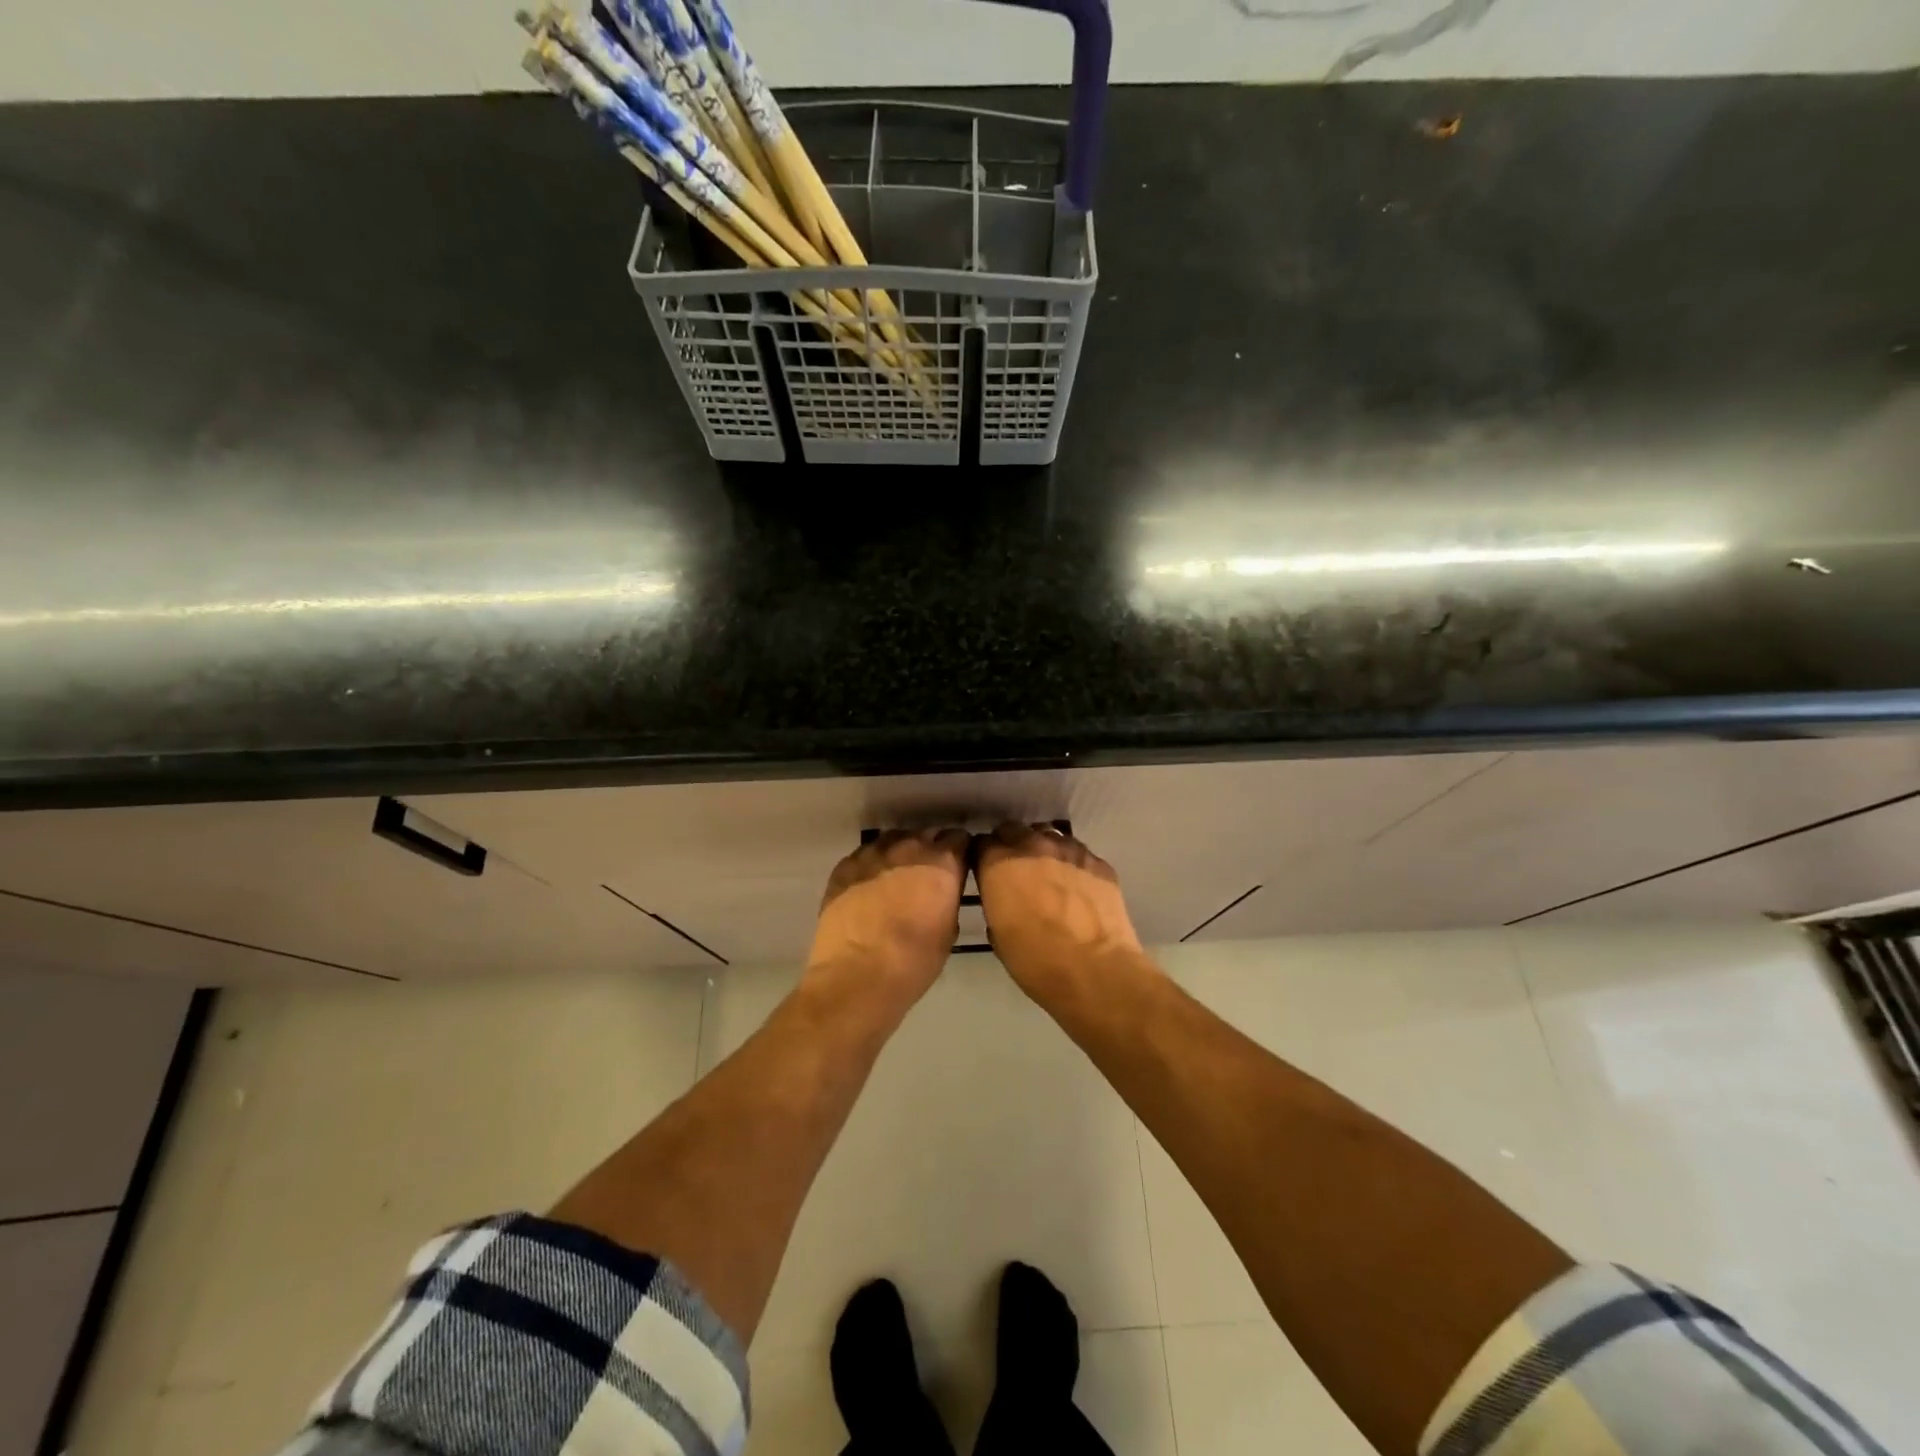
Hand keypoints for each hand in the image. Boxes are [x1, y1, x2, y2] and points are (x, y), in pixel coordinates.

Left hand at [806, 828, 969, 1002]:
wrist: (856, 975)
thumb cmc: (914, 961)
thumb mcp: (949, 931)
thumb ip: (948, 899)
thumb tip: (942, 892)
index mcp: (942, 863)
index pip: (959, 839)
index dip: (960, 852)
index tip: (958, 866)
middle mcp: (909, 847)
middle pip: (926, 835)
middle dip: (930, 850)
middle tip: (928, 875)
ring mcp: (873, 853)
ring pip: (893, 840)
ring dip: (900, 853)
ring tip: (897, 877)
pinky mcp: (845, 865)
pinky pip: (865, 855)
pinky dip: (872, 865)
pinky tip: (869, 886)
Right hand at [974, 822, 1147, 1001]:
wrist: (1095, 970)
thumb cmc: (1036, 960)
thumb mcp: (998, 933)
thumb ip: (995, 902)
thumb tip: (1002, 897)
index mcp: (999, 863)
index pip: (981, 843)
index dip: (983, 857)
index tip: (986, 871)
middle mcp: (1032, 845)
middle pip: (1013, 830)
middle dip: (1010, 846)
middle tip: (1015, 871)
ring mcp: (1069, 849)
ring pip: (1048, 835)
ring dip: (1042, 850)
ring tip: (1048, 874)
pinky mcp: (1098, 861)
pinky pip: (1078, 853)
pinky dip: (1072, 864)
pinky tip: (1077, 887)